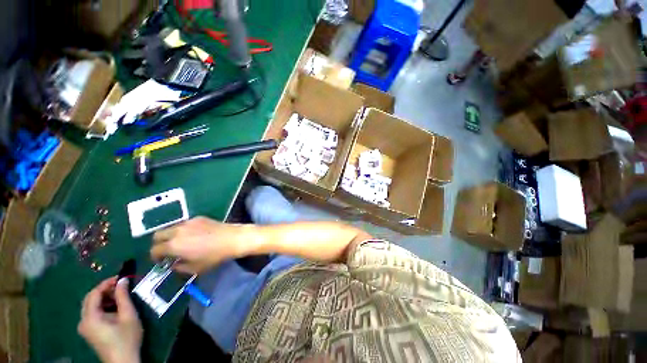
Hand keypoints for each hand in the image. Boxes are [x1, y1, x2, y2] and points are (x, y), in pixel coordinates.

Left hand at [78, 277, 142, 362]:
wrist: (123, 361)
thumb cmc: (127, 337)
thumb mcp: (128, 315)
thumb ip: (123, 296)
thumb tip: (123, 280)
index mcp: (90, 317)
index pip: (94, 293)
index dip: (107, 283)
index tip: (122, 277)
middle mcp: (83, 321)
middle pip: (90, 299)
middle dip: (105, 290)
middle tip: (121, 286)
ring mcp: (84, 327)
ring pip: (91, 306)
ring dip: (104, 298)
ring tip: (120, 296)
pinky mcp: (89, 331)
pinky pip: (92, 313)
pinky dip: (102, 306)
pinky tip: (114, 308)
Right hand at [151, 217, 251, 273]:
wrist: (232, 238)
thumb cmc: (214, 256)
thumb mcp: (195, 268)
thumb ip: (179, 267)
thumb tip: (173, 264)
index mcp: (173, 244)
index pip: (155, 250)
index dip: (155, 257)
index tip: (162, 262)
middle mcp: (177, 231)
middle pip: (158, 235)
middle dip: (159, 244)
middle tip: (167, 251)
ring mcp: (188, 222)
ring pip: (171, 228)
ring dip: (170, 236)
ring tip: (181, 243)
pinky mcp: (199, 218)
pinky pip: (184, 224)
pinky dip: (183, 230)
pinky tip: (194, 235)